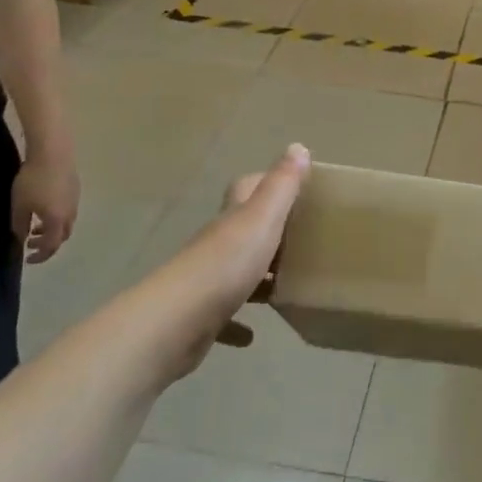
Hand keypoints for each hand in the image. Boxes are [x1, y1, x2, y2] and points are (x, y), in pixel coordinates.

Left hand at [12, 152, 80, 263]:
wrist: (53, 154)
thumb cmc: (33, 181)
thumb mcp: (20, 205)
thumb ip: (20, 225)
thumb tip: (22, 236)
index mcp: (57, 221)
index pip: (51, 246)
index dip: (40, 256)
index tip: (27, 258)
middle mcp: (70, 214)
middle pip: (62, 236)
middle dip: (47, 243)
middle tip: (31, 242)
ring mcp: (75, 202)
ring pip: (66, 224)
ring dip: (52, 230)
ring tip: (36, 226)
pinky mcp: (76, 191)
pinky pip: (68, 211)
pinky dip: (57, 218)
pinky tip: (45, 208)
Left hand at [150, 144, 309, 381]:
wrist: (177, 322)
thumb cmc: (227, 264)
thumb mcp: (263, 218)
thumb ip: (282, 185)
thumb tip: (298, 146)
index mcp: (233, 219)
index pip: (247, 188)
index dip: (267, 182)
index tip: (296, 188)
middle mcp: (217, 244)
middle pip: (243, 230)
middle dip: (270, 231)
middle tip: (304, 240)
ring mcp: (206, 282)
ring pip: (235, 272)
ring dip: (257, 276)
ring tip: (287, 284)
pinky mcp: (200, 318)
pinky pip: (224, 317)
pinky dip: (238, 323)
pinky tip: (252, 334)